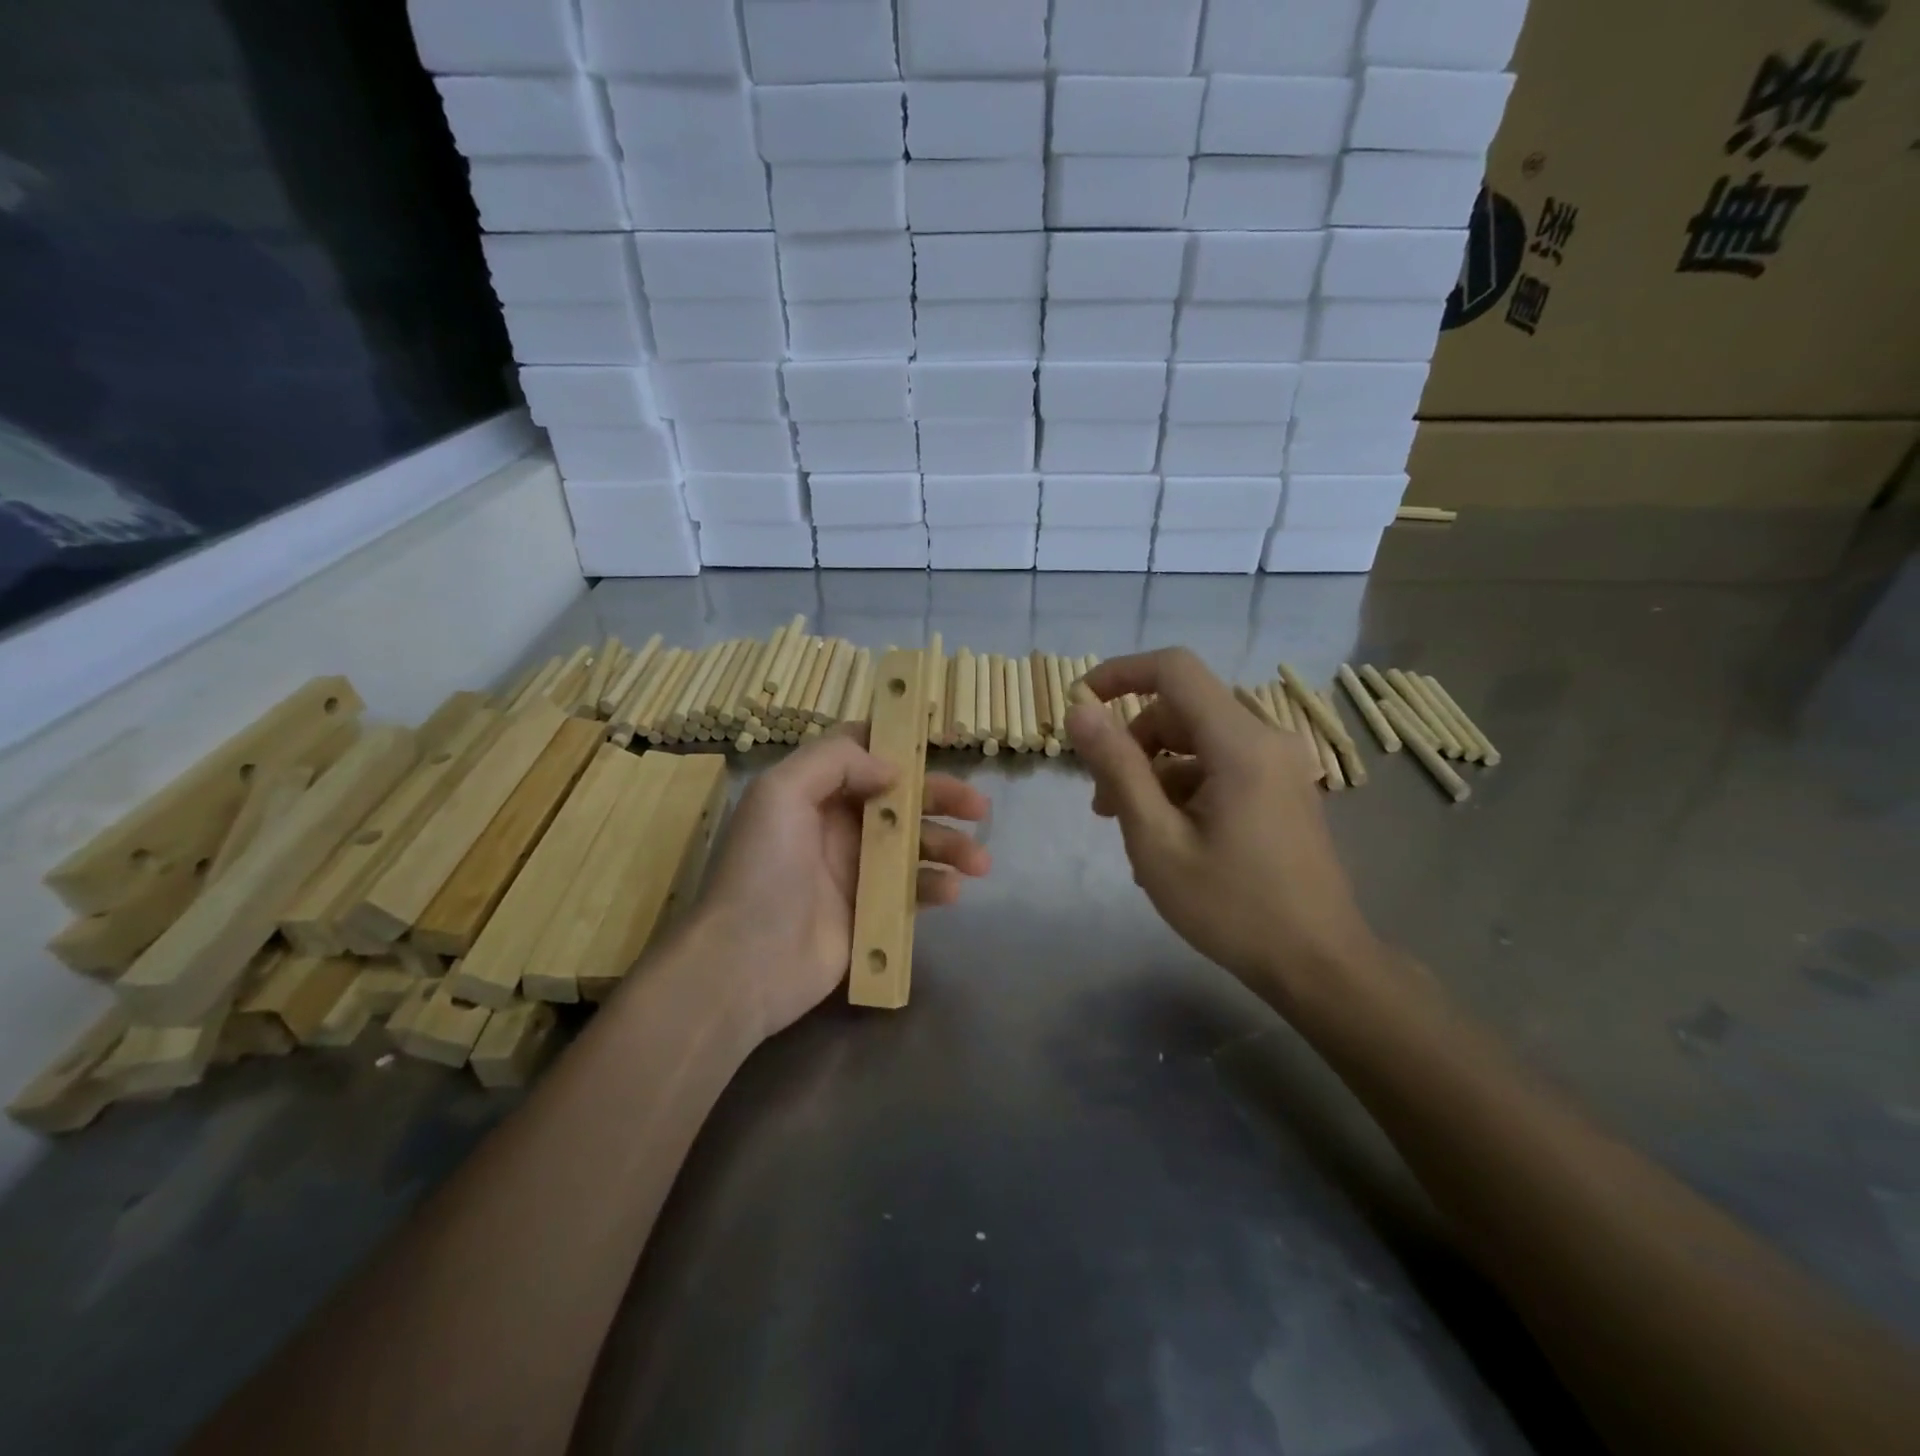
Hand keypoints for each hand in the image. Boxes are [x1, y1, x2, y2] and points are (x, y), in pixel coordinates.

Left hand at [688, 728, 990, 1040]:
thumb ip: (835, 761)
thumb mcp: (781, 794)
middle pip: (901, 798)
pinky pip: (912, 889)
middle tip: (980, 807)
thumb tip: (892, 769)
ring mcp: (856, 869)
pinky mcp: (869, 910)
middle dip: (942, 797)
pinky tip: (951, 891)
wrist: (746, 964)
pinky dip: (935, 885)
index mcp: (815, 791)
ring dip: (951, 846)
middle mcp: (838, 824)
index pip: (861, 752)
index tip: (939, 740)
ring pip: (915, 844)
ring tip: (979, 861)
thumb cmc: (763, 871)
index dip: (899, 742)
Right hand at [1066, 649, 1379, 1009]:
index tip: (1079, 705)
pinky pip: (1221, 766)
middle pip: (1182, 709)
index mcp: (1240, 743)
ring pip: (1198, 741)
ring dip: (1154, 771)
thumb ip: (1117, 768)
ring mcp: (1280, 765)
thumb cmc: (1232, 907)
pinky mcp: (1283, 789)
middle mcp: (1267, 739)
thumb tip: (1079, 711)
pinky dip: (1184, 787)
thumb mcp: (1157, 840)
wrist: (1319, 965)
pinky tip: (1167, 841)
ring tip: (1130, 829)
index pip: (1174, 669)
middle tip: (1102, 803)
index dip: (1119, 674)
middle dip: (1132, 743)